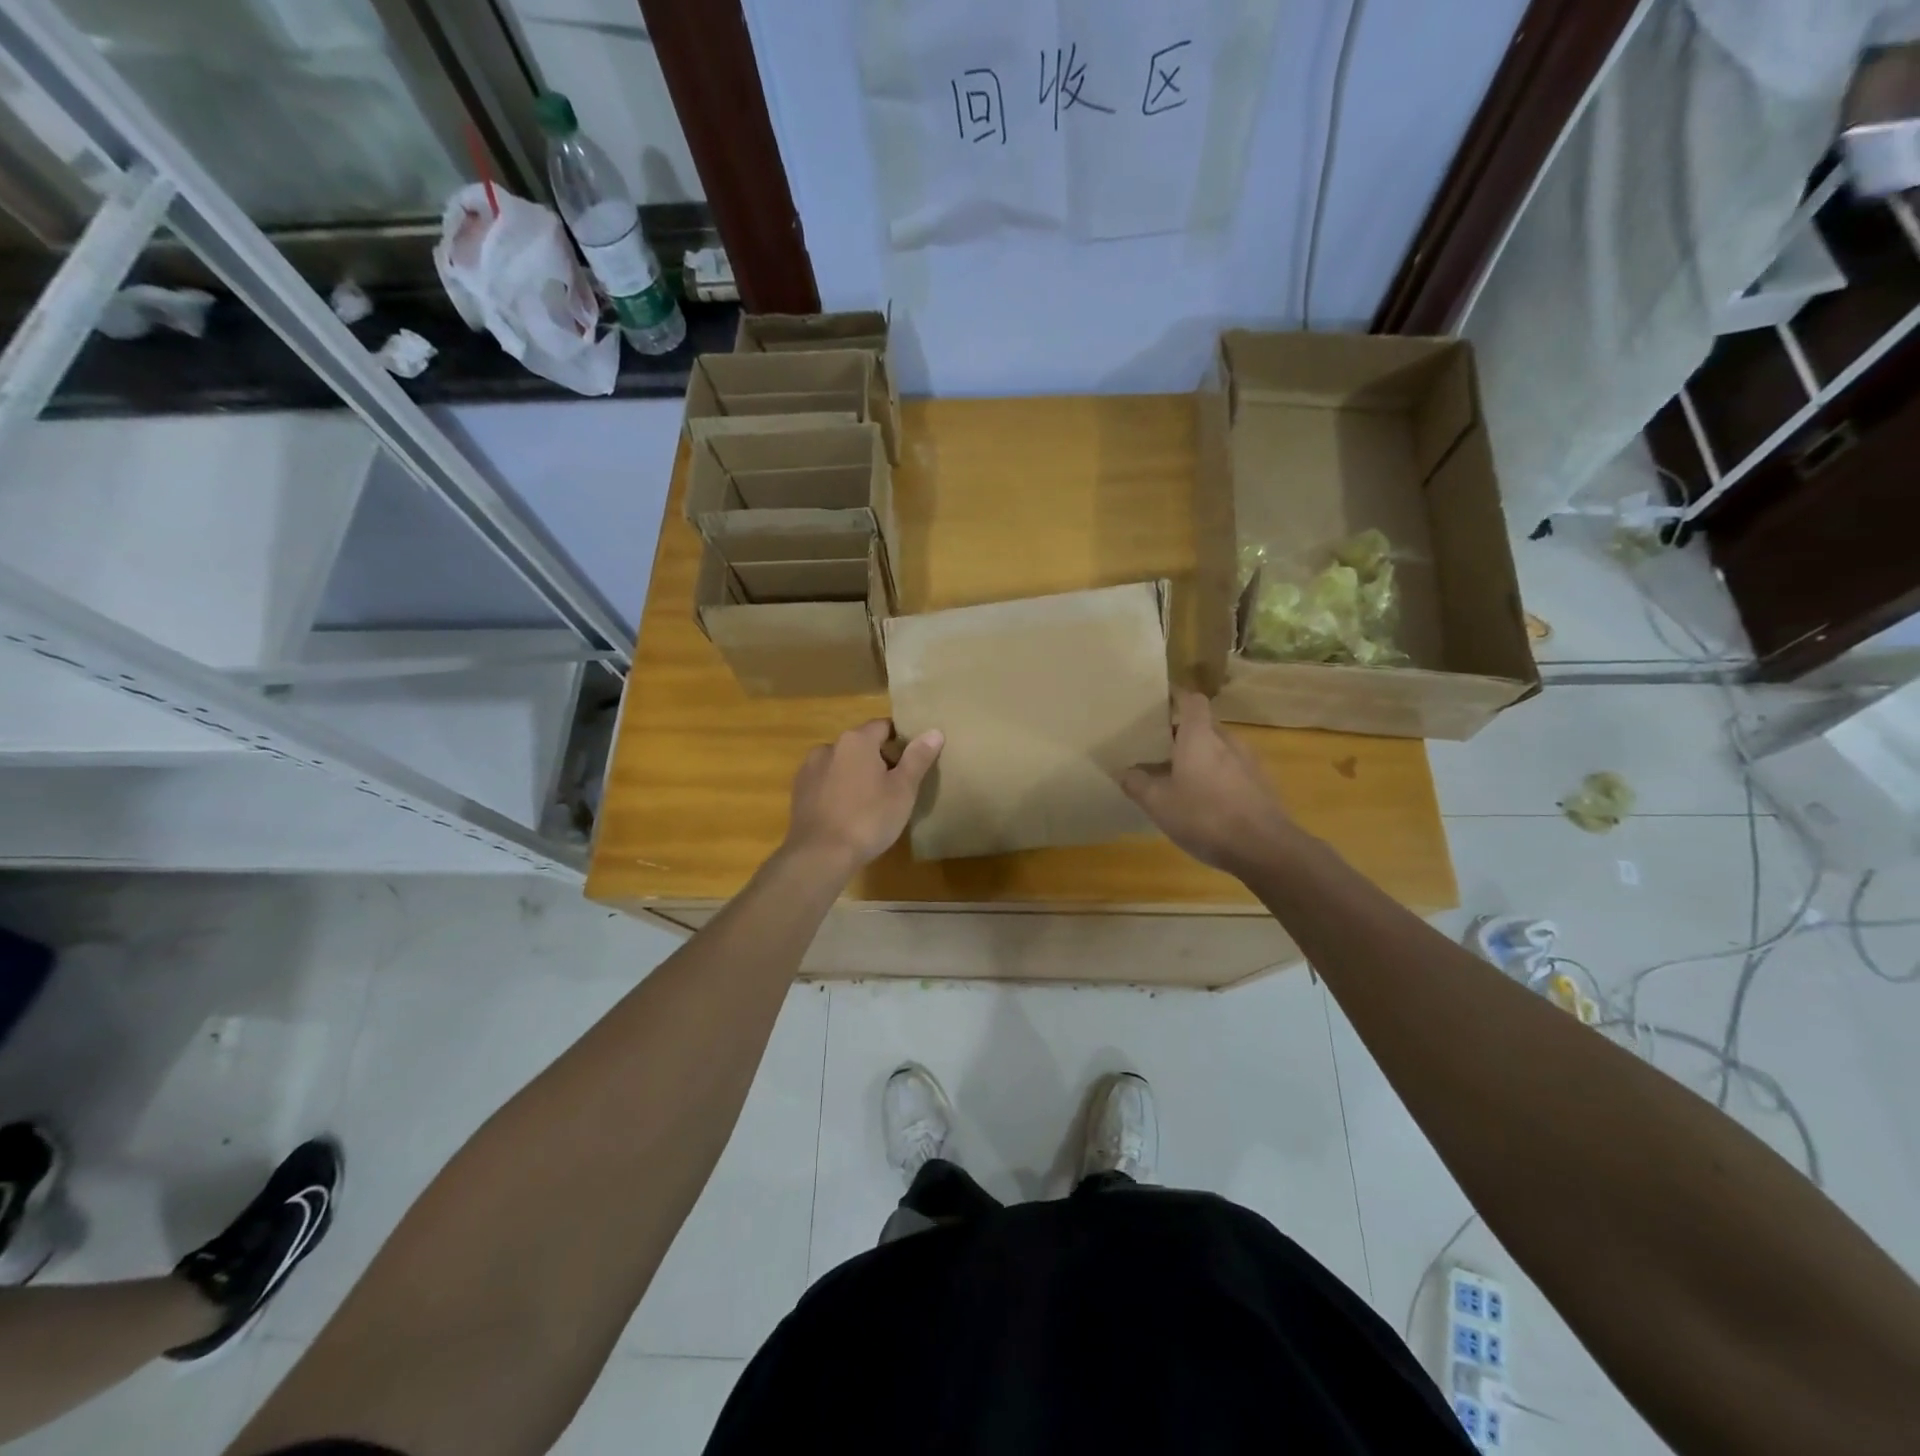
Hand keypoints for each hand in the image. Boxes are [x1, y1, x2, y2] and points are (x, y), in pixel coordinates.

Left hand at [784, 719, 942, 873]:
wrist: (820, 855)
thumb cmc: (868, 819)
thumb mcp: (902, 790)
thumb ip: (917, 758)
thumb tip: (934, 731)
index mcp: (856, 740)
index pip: (884, 726)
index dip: (901, 740)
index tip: (913, 761)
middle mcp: (829, 746)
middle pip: (861, 744)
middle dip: (879, 759)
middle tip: (897, 786)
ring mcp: (809, 768)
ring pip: (842, 763)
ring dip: (856, 774)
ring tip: (871, 802)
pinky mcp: (799, 791)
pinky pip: (826, 781)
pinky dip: (838, 789)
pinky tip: (847, 812)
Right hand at [1121, 692, 1297, 874]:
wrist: (1265, 849)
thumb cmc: (1205, 817)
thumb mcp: (1159, 804)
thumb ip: (1138, 784)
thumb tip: (1125, 772)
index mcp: (1200, 736)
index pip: (1192, 700)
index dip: (1176, 697)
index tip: (1158, 704)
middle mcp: (1227, 741)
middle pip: (1203, 726)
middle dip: (1182, 735)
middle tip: (1158, 750)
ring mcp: (1249, 762)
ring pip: (1219, 749)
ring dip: (1200, 757)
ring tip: (1178, 778)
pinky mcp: (1261, 785)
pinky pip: (1232, 770)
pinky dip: (1216, 776)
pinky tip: (1204, 802)